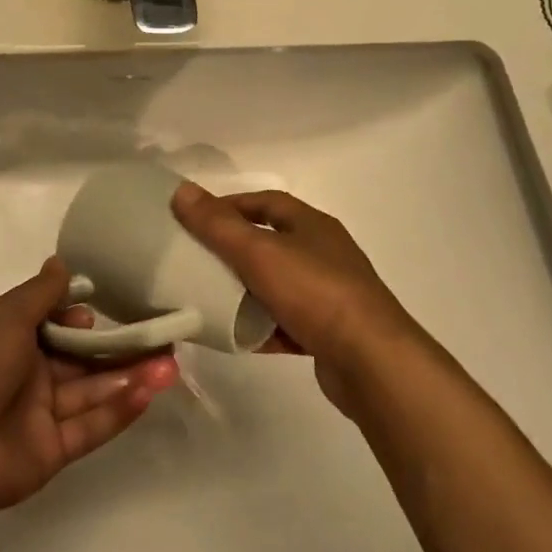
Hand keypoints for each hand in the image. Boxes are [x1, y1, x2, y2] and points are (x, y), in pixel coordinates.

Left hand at [0, 257, 180, 519]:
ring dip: (131, 377)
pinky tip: (150, 392)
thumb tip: (60, 261)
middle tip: (164, 338)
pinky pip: (91, 426)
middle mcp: (28, 375)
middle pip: (83, 359)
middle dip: (121, 349)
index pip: (56, 325)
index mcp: (10, 341)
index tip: (107, 310)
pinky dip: (120, 410)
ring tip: (171, 365)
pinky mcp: (53, 451)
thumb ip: (40, 293)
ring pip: (93, 391)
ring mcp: (41, 415)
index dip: (82, 319)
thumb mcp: (5, 317)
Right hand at [171, 182, 430, 414]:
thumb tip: (181, 190)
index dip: (230, 206)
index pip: (266, 203)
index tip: (196, 219)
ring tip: (210, 299)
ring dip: (247, 291)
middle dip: (234, 250)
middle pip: (271, 244)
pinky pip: (286, 322)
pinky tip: (238, 338)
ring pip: (277, 285)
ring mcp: (329, 294)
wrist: (370, 361)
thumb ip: (218, 224)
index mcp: (312, 226)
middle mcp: (324, 254)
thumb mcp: (259, 252)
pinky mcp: (328, 332)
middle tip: (196, 260)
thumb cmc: (314, 292)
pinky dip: (263, 327)